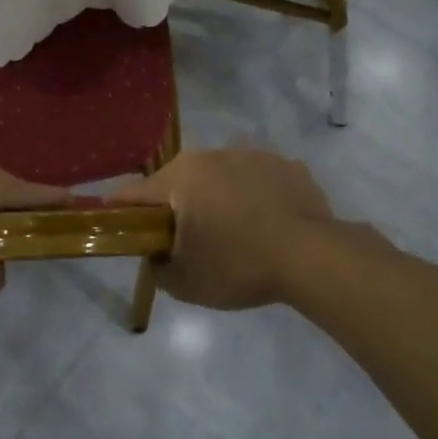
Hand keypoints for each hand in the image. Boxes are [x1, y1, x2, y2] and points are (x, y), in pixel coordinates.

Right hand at [113, 149, 346, 309]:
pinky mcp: (287, 165)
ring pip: (220, 178)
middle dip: (177, 208)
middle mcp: (211, 155)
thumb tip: (157, 258)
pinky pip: (257, 181)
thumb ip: (158, 268)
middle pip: (178, 182)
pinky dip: (254, 198)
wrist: (314, 258)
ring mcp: (252, 155)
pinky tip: (267, 226)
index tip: (127, 234)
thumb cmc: (239, 266)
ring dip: (217, 200)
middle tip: (187, 242)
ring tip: (235, 235)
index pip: (134, 194)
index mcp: (180, 176)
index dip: (123, 215)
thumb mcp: (185, 283)